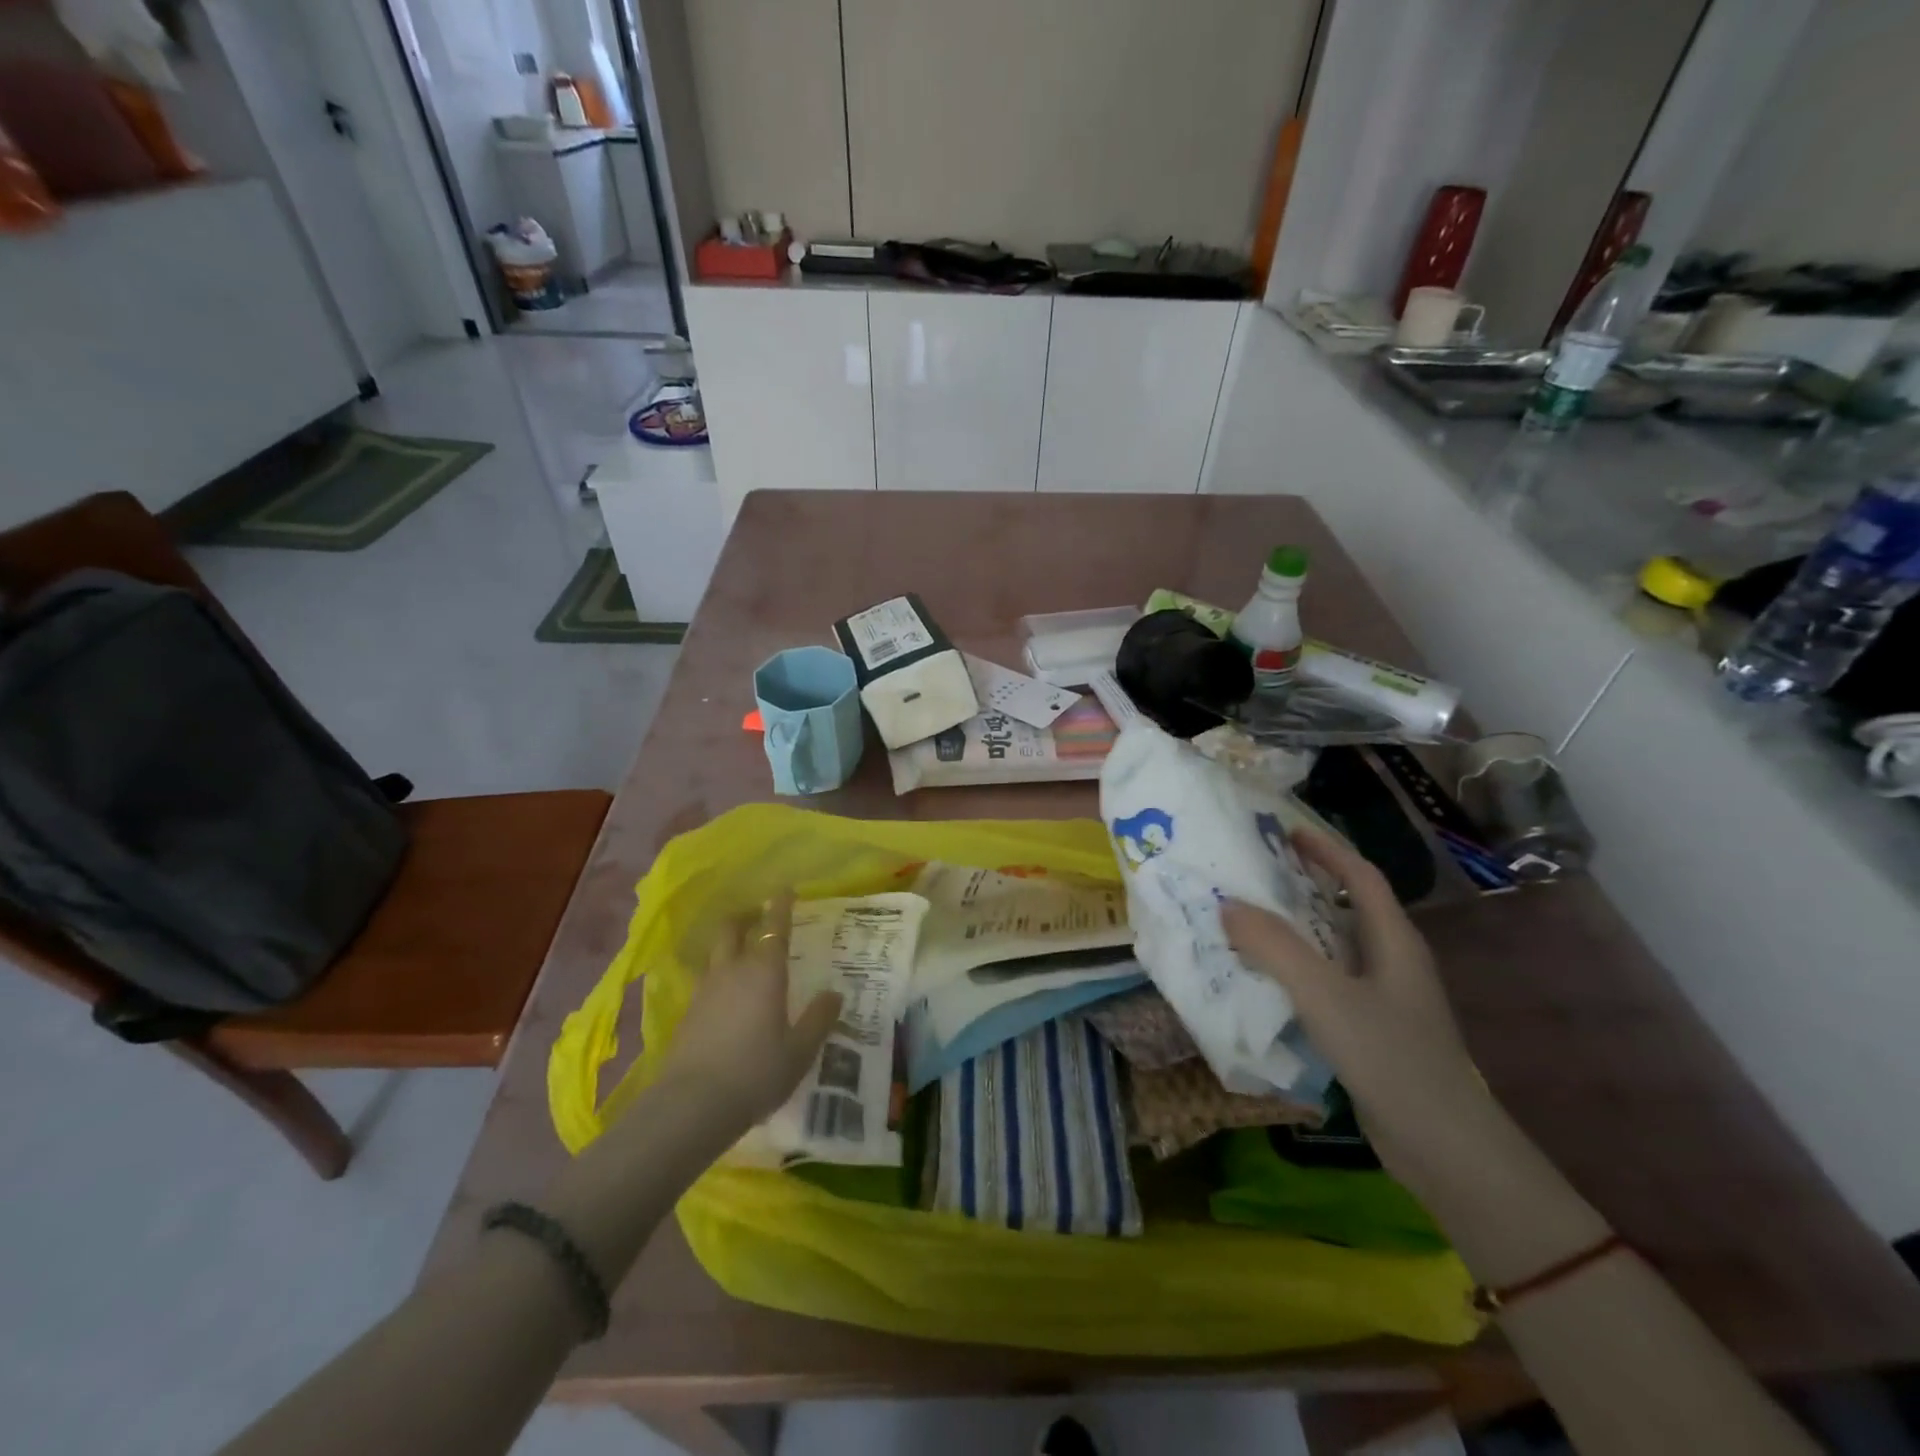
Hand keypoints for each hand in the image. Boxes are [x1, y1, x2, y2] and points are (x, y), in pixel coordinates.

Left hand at [654, 892, 842, 1132]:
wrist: (691, 1106)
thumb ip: (818, 1020)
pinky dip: (718, 974)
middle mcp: (732, 971)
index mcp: (764, 972)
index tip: (784, 890)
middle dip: (745, 916)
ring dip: (728, 944)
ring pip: (715, 953)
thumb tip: (834, 994)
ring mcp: (705, 991)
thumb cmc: (756, 1072)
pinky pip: (706, 980)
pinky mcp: (688, 1014)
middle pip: (732, 929)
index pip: (775, 928)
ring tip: (741, 952)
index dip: (780, 906)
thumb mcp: (800, 1051)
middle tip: (758, 915)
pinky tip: (726, 994)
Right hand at [1221, 825, 1494, 1193]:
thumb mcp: (1326, 996)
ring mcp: (1384, 999)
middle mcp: (1391, 961)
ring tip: (1245, 919)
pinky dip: (1295, 970)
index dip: (1325, 849)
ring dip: (1294, 930)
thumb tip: (1227, 906)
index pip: (1360, 876)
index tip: (1285, 832)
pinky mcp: (1371, 1031)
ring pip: (1333, 948)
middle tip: (1252, 873)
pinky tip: (1264, 981)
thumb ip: (1275, 948)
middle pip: (1346, 907)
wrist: (1446, 1150)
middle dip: (1303, 885)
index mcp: (1393, 941)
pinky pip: (1327, 984)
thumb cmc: (1392, 1059)